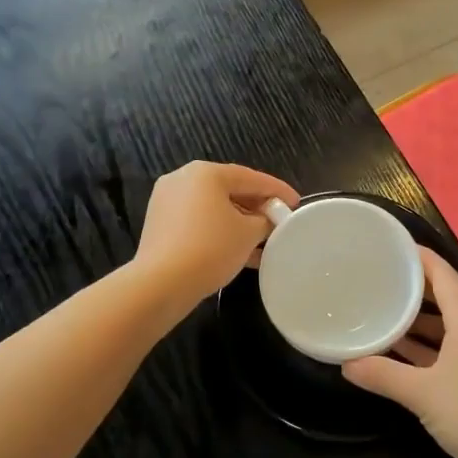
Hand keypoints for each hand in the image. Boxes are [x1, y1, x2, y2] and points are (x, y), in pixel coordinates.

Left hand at [133, 162, 298, 310]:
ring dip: (239, 224)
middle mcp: (183, 179)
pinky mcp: (160, 225)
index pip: (251, 177)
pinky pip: (198, 222)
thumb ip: (265, 220)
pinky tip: (240, 253)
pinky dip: (219, 232)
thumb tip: (268, 220)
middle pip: (230, 190)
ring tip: (264, 242)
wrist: (161, 284)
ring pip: (214, 209)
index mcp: (205, 173)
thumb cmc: (211, 248)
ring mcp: (167, 202)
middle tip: (279, 221)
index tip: (296, 202)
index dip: (277, 190)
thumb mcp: (248, 233)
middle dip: (257, 208)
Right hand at [343, 249, 457, 457]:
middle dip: (413, 288)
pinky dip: (424, 348)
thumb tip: (346, 364)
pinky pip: (447, 351)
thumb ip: (382, 375)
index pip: (444, 275)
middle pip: (444, 298)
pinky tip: (398, 354)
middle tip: (377, 278)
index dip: (420, 258)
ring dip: (417, 321)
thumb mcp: (422, 393)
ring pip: (445, 327)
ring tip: (381, 312)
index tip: (391, 246)